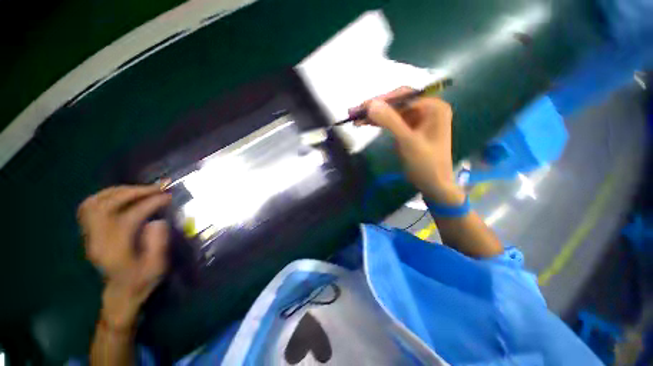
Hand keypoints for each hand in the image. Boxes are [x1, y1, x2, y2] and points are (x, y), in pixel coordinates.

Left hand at [78, 184, 171, 328]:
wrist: (120, 293)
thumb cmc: (142, 281)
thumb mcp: (157, 267)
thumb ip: (158, 244)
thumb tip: (157, 221)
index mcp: (116, 251)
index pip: (128, 218)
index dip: (149, 204)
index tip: (167, 196)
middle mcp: (98, 241)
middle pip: (106, 206)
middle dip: (133, 192)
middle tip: (156, 187)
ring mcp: (90, 236)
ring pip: (94, 203)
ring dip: (119, 191)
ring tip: (141, 189)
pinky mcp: (89, 232)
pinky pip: (89, 206)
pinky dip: (105, 195)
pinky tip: (122, 195)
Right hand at [352, 87, 464, 204]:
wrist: (433, 184)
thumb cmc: (426, 163)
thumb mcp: (408, 141)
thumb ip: (390, 121)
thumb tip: (371, 104)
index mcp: (433, 107)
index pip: (404, 96)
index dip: (382, 99)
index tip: (363, 106)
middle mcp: (426, 109)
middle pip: (396, 103)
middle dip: (376, 107)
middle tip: (355, 112)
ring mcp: (416, 120)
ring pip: (392, 113)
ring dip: (374, 115)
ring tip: (356, 118)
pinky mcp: (408, 130)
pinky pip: (392, 122)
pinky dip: (379, 123)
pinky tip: (366, 124)